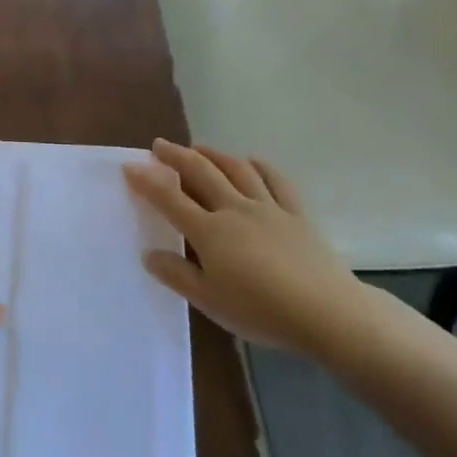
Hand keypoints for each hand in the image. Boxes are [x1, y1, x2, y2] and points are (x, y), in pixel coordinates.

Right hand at [123, 140, 369, 355]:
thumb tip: (149, 254)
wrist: (326, 312)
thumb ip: (177, 275)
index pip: (170, 199)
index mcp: (210, 232)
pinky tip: (251, 161)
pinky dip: (260, 166)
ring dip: (214, 154)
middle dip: (177, 156)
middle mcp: (235, 209)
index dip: (147, 180)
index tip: (130, 166)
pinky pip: (276, 180)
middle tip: (159, 145)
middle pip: (202, 173)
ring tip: (198, 147)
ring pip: (237, 169)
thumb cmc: (260, 311)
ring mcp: (269, 208)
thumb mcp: (209, 301)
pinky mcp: (297, 213)